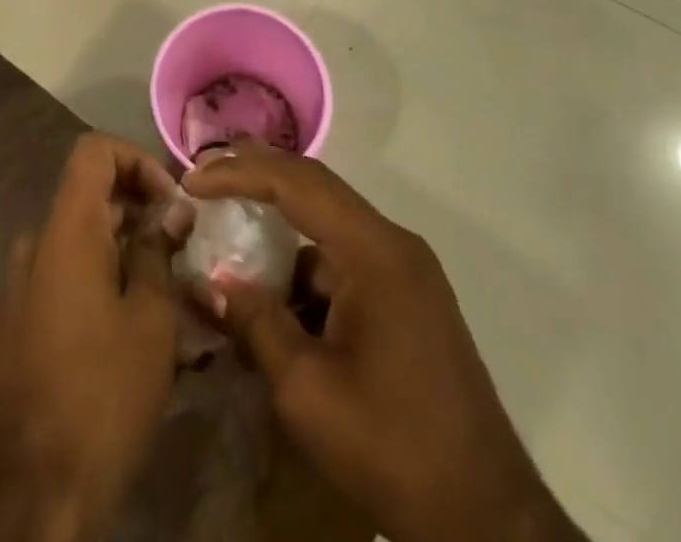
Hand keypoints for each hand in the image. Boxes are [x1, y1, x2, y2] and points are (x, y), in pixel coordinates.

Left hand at [0, 133, 184, 541]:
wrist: (33, 490)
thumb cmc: (102, 393)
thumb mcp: (150, 319)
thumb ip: (158, 252)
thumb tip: (170, 211)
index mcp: (65, 229)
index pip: (94, 150)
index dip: (138, 160)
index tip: (172, 203)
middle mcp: (37, 243)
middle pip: (90, 193)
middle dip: (141, 208)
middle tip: (185, 247)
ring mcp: (23, 283)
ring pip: (82, 238)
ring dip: (126, 247)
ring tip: (171, 288)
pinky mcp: (21, 320)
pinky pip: (66, 273)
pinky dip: (103, 276)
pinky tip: (136, 323)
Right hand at [186, 143, 582, 541]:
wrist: (488, 521)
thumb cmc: (393, 448)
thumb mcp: (307, 390)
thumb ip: (256, 324)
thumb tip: (212, 283)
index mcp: (375, 252)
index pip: (296, 183)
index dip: (239, 173)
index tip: (192, 181)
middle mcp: (394, 244)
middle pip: (315, 187)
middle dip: (257, 175)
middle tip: (206, 176)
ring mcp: (406, 270)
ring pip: (329, 223)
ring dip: (279, 222)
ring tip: (230, 227)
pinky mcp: (407, 298)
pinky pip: (345, 258)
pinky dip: (304, 263)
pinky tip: (274, 290)